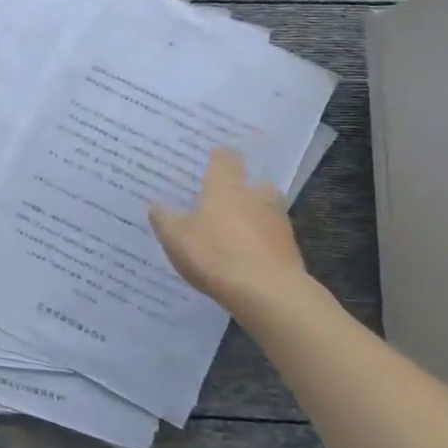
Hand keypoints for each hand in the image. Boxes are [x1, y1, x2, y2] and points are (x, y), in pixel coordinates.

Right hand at [150, 148, 312, 317]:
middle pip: (255, 184)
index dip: (220, 156)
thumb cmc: (215, 254)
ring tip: (237, 230)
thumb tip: (156, 204)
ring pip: (267, 211)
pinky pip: (272, 238)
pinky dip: (262, 243)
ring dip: (255, 216)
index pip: (226, 159)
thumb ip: (164, 218)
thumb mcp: (176, 237)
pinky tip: (249, 257)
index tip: (213, 155)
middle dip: (244, 188)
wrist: (268, 292)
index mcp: (226, 187)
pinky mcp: (290, 250)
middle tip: (227, 196)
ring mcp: (277, 223)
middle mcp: (255, 197)